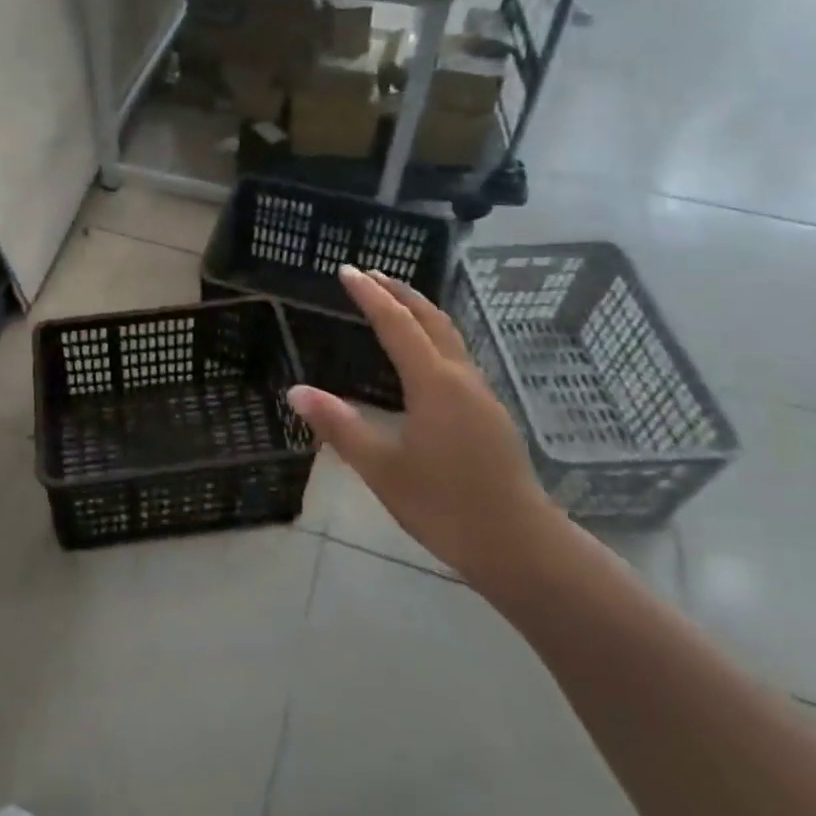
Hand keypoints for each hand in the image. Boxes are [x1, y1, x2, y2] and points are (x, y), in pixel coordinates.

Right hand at [287, 265, 559, 593]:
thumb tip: (295, 391)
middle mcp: (460, 377)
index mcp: (433, 383)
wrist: (519, 545)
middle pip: (430, 319)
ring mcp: (480, 394)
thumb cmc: (444, 506)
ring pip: (449, 336)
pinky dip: (432, 336)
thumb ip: (339, 426)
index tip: (346, 271)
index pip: (396, 324)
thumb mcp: (381, 468)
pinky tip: (422, 355)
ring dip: (420, 311)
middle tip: (370, 274)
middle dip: (400, 292)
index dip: (370, 295)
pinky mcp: (489, 413)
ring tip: (394, 302)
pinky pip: (456, 355)